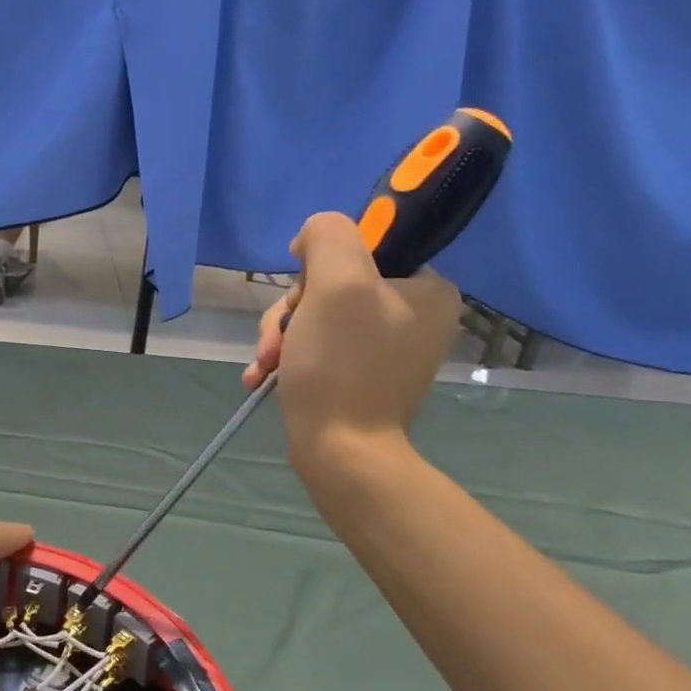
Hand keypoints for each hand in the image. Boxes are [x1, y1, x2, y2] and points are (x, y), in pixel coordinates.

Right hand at [243, 213, 462, 470]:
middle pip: (331, 284)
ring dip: (281, 336)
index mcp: (427, 288)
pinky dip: (287, 357)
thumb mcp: (335, 282)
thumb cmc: (341, 366)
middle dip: (292, 311)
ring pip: (316, 315)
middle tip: (279, 341)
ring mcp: (386, 348)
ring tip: (264, 365)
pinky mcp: (360, 374)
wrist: (341, 454)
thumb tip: (311, 238)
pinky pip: (317, 345)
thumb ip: (328, 235)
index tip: (304, 295)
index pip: (362, 247)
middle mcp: (414, 314)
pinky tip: (262, 376)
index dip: (320, 264)